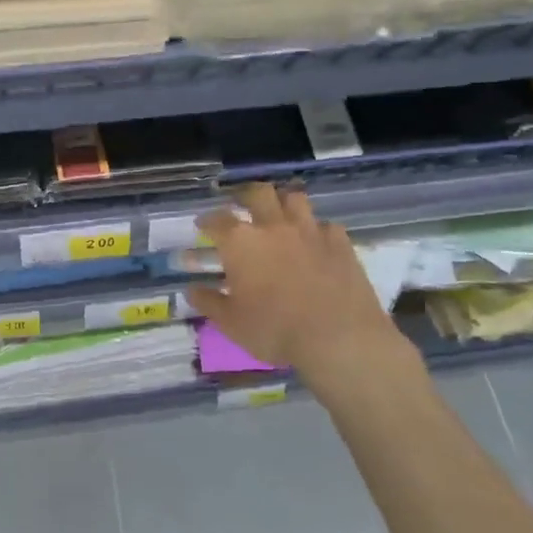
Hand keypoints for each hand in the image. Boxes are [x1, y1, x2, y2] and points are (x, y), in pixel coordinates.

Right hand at [185, 183, 417, 388]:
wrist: (338, 339)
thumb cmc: (275, 330)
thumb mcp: (231, 323)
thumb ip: (209, 302)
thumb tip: (192, 289)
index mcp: (240, 243)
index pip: (217, 220)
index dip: (207, 220)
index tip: (202, 225)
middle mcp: (273, 227)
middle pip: (258, 193)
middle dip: (245, 195)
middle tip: (241, 204)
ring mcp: (310, 231)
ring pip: (294, 198)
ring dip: (283, 203)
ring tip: (280, 215)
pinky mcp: (341, 243)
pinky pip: (326, 225)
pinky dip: (317, 230)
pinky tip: (316, 243)